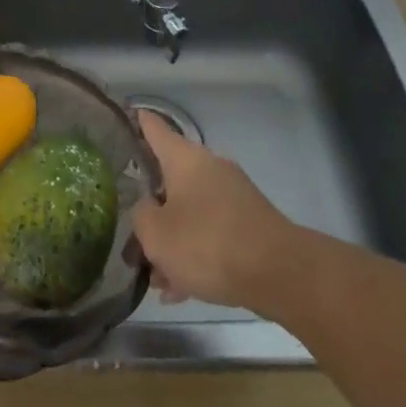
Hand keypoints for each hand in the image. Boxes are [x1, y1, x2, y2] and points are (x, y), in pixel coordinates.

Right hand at [132, 111, 296, 310]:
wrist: (279, 273)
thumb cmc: (207, 243)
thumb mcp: (156, 234)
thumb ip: (141, 216)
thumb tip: (148, 208)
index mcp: (184, 159)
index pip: (155, 129)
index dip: (138, 123)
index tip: (126, 116)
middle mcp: (210, 168)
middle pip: (170, 180)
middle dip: (150, 208)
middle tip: (130, 233)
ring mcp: (233, 195)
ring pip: (190, 213)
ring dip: (172, 240)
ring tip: (155, 277)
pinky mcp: (249, 224)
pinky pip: (211, 234)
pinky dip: (195, 254)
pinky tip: (181, 290)